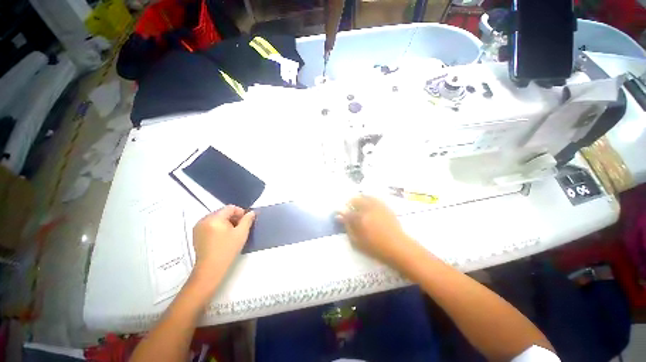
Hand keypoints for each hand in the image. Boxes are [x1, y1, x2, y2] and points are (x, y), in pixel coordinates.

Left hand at [192, 205, 254, 281]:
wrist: (210, 269)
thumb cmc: (227, 250)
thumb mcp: (241, 233)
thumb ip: (247, 220)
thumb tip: (251, 213)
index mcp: (214, 218)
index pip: (230, 208)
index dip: (240, 212)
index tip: (245, 221)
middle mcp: (204, 220)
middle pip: (222, 212)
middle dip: (233, 217)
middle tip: (240, 227)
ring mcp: (198, 227)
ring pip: (216, 218)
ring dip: (225, 222)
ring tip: (231, 233)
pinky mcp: (196, 234)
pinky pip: (210, 224)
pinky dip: (218, 227)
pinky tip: (222, 237)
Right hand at [338, 196, 416, 266]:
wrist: (398, 247)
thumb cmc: (376, 248)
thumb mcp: (357, 242)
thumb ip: (348, 228)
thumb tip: (340, 217)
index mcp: (359, 219)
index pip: (346, 211)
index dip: (341, 212)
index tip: (338, 213)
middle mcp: (367, 209)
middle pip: (355, 200)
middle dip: (350, 203)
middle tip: (349, 210)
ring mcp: (377, 206)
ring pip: (364, 196)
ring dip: (359, 200)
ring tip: (358, 206)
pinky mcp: (385, 206)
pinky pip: (374, 198)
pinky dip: (368, 199)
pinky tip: (368, 205)